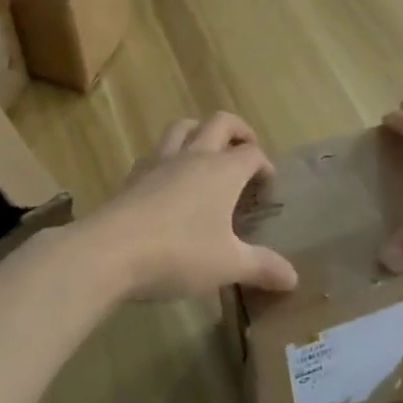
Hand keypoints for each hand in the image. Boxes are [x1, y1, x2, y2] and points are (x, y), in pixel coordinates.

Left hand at [91, 113, 299, 300]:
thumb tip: (294, 278)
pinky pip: (156, 153)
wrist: (109, 251)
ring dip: (200, 132)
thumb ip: (262, 267)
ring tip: (207, 152)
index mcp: (223, 171)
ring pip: (183, 127)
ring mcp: (159, 162)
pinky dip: (169, 157)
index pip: (252, 153)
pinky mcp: (133, 176)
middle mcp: (194, 156)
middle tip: (245, 151)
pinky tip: (168, 181)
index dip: (264, 164)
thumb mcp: (228, 265)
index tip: (267, 185)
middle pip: (220, 123)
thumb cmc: (179, 253)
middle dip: (238, 131)